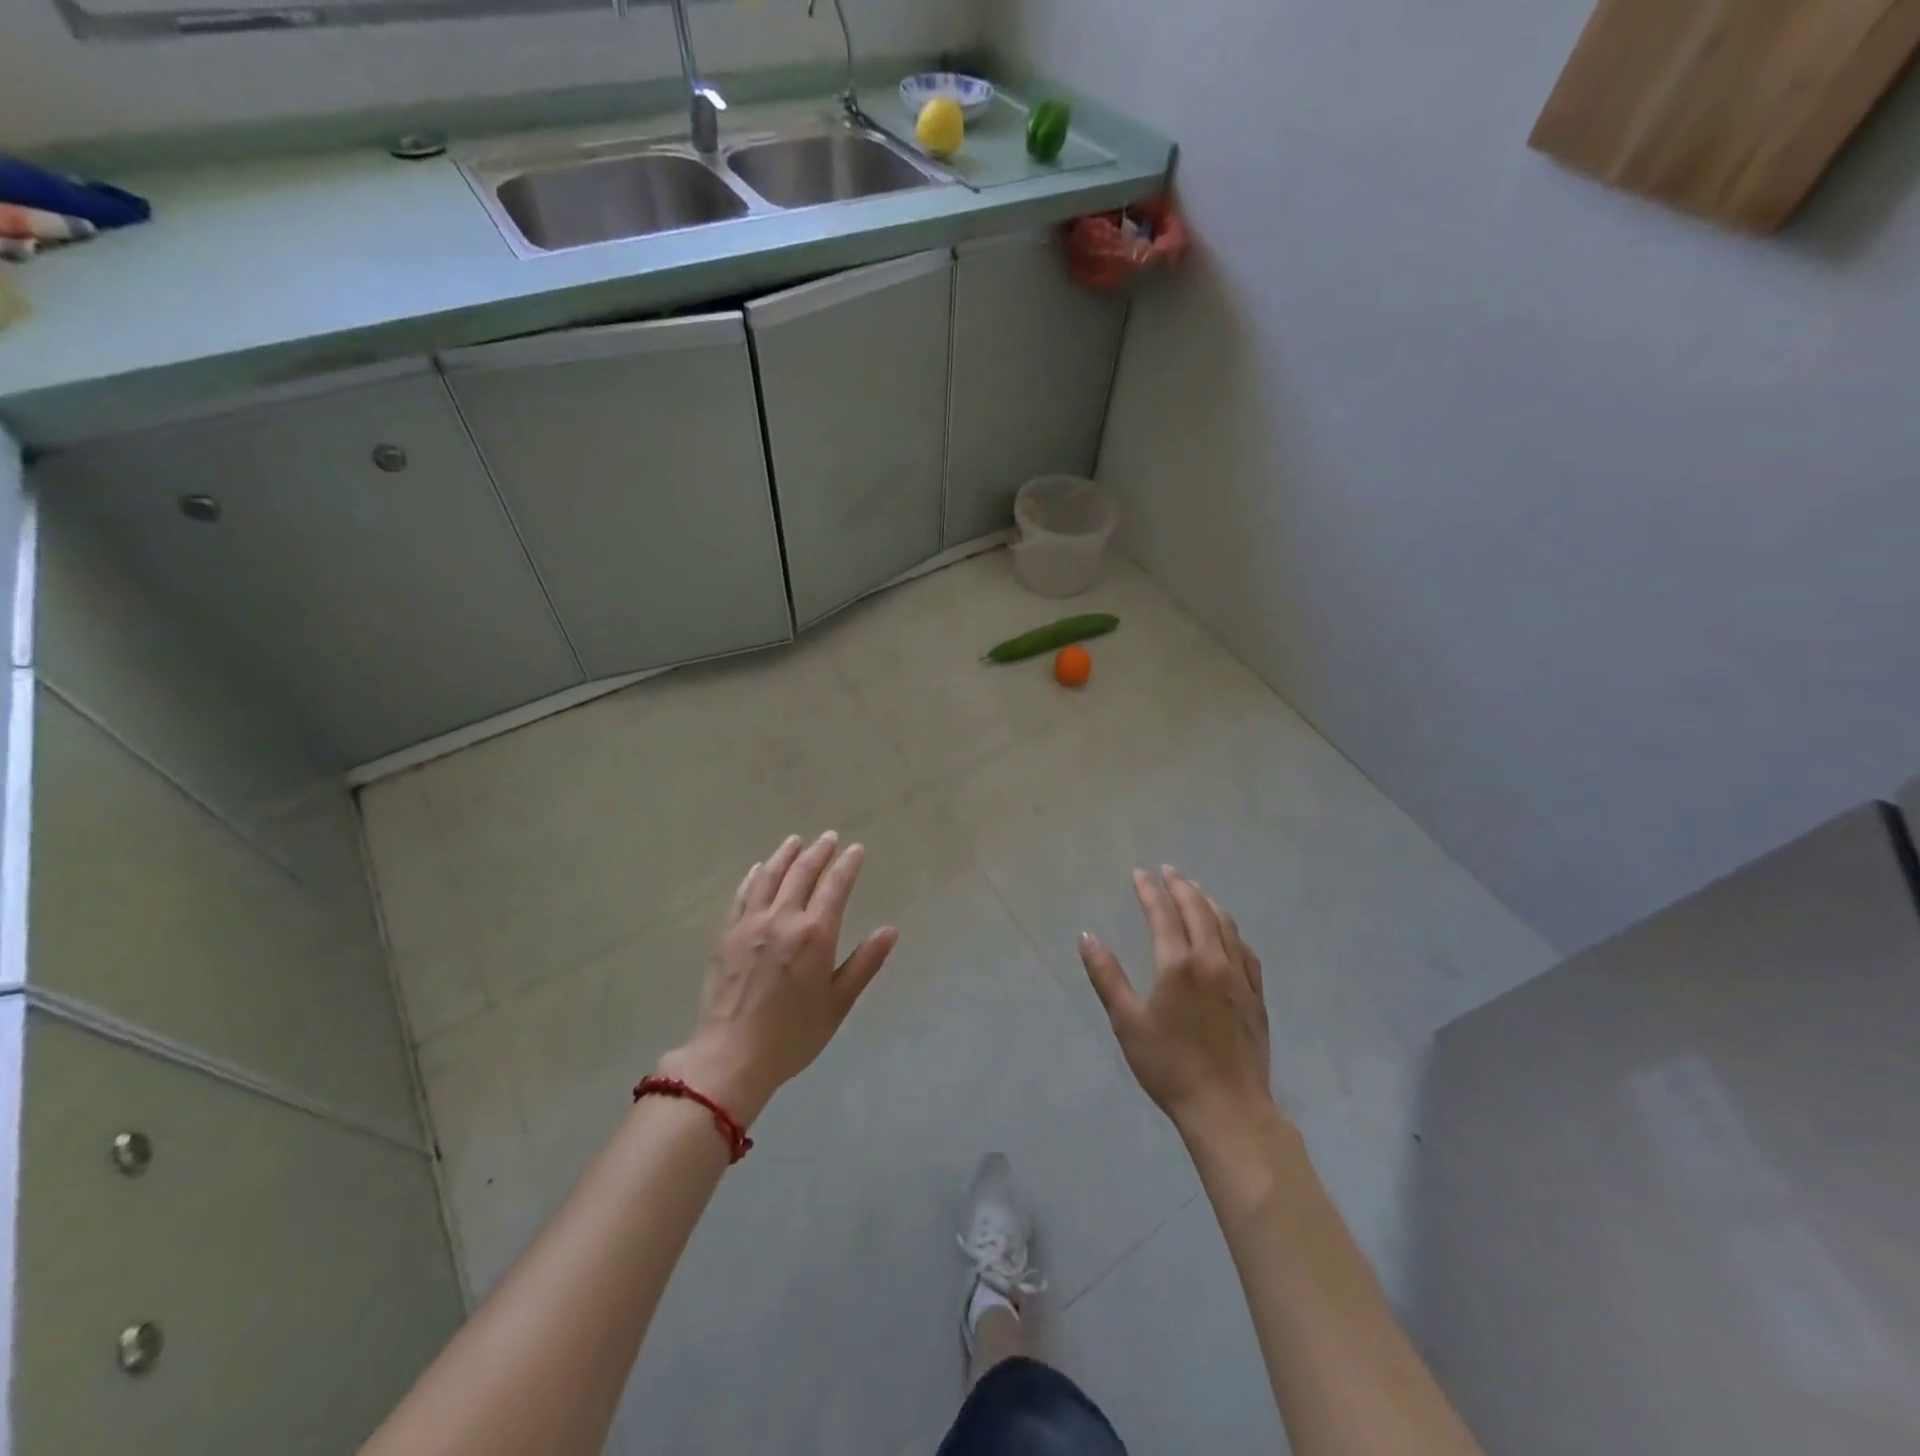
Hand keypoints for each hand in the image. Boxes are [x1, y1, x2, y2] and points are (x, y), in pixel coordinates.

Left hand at [659, 832, 897, 1124]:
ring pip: (770, 877)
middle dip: (818, 852)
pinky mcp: (727, 935)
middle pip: (802, 874)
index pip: (835, 887)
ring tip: (795, 841)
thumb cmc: (792, 1035)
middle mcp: (782, 919)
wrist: (731, 1057)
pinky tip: (759, 869)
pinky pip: (742, 895)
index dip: (847, 865)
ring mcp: (750, 924)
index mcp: (815, 935)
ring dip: (785, 855)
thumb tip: (890, 930)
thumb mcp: (838, 1003)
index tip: (856, 849)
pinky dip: (754, 877)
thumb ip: (864, 963)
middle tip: (829, 838)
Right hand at [1078, 866, 1274, 1136]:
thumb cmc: (1169, 1066)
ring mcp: (1239, 977)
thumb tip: (1087, 937)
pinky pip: (1245, 949)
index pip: (1163, 914)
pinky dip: (1231, 930)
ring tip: (1195, 890)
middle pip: (1198, 910)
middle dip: (1181, 886)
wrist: (1227, 1108)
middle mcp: (1211, 960)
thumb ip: (1107, 976)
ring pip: (1225, 925)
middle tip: (1168, 872)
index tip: (1140, 874)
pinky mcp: (1255, 995)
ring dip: (1207, 901)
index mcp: (1177, 964)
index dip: (1150, 891)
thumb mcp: (1127, 1022)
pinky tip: (1227, 931)